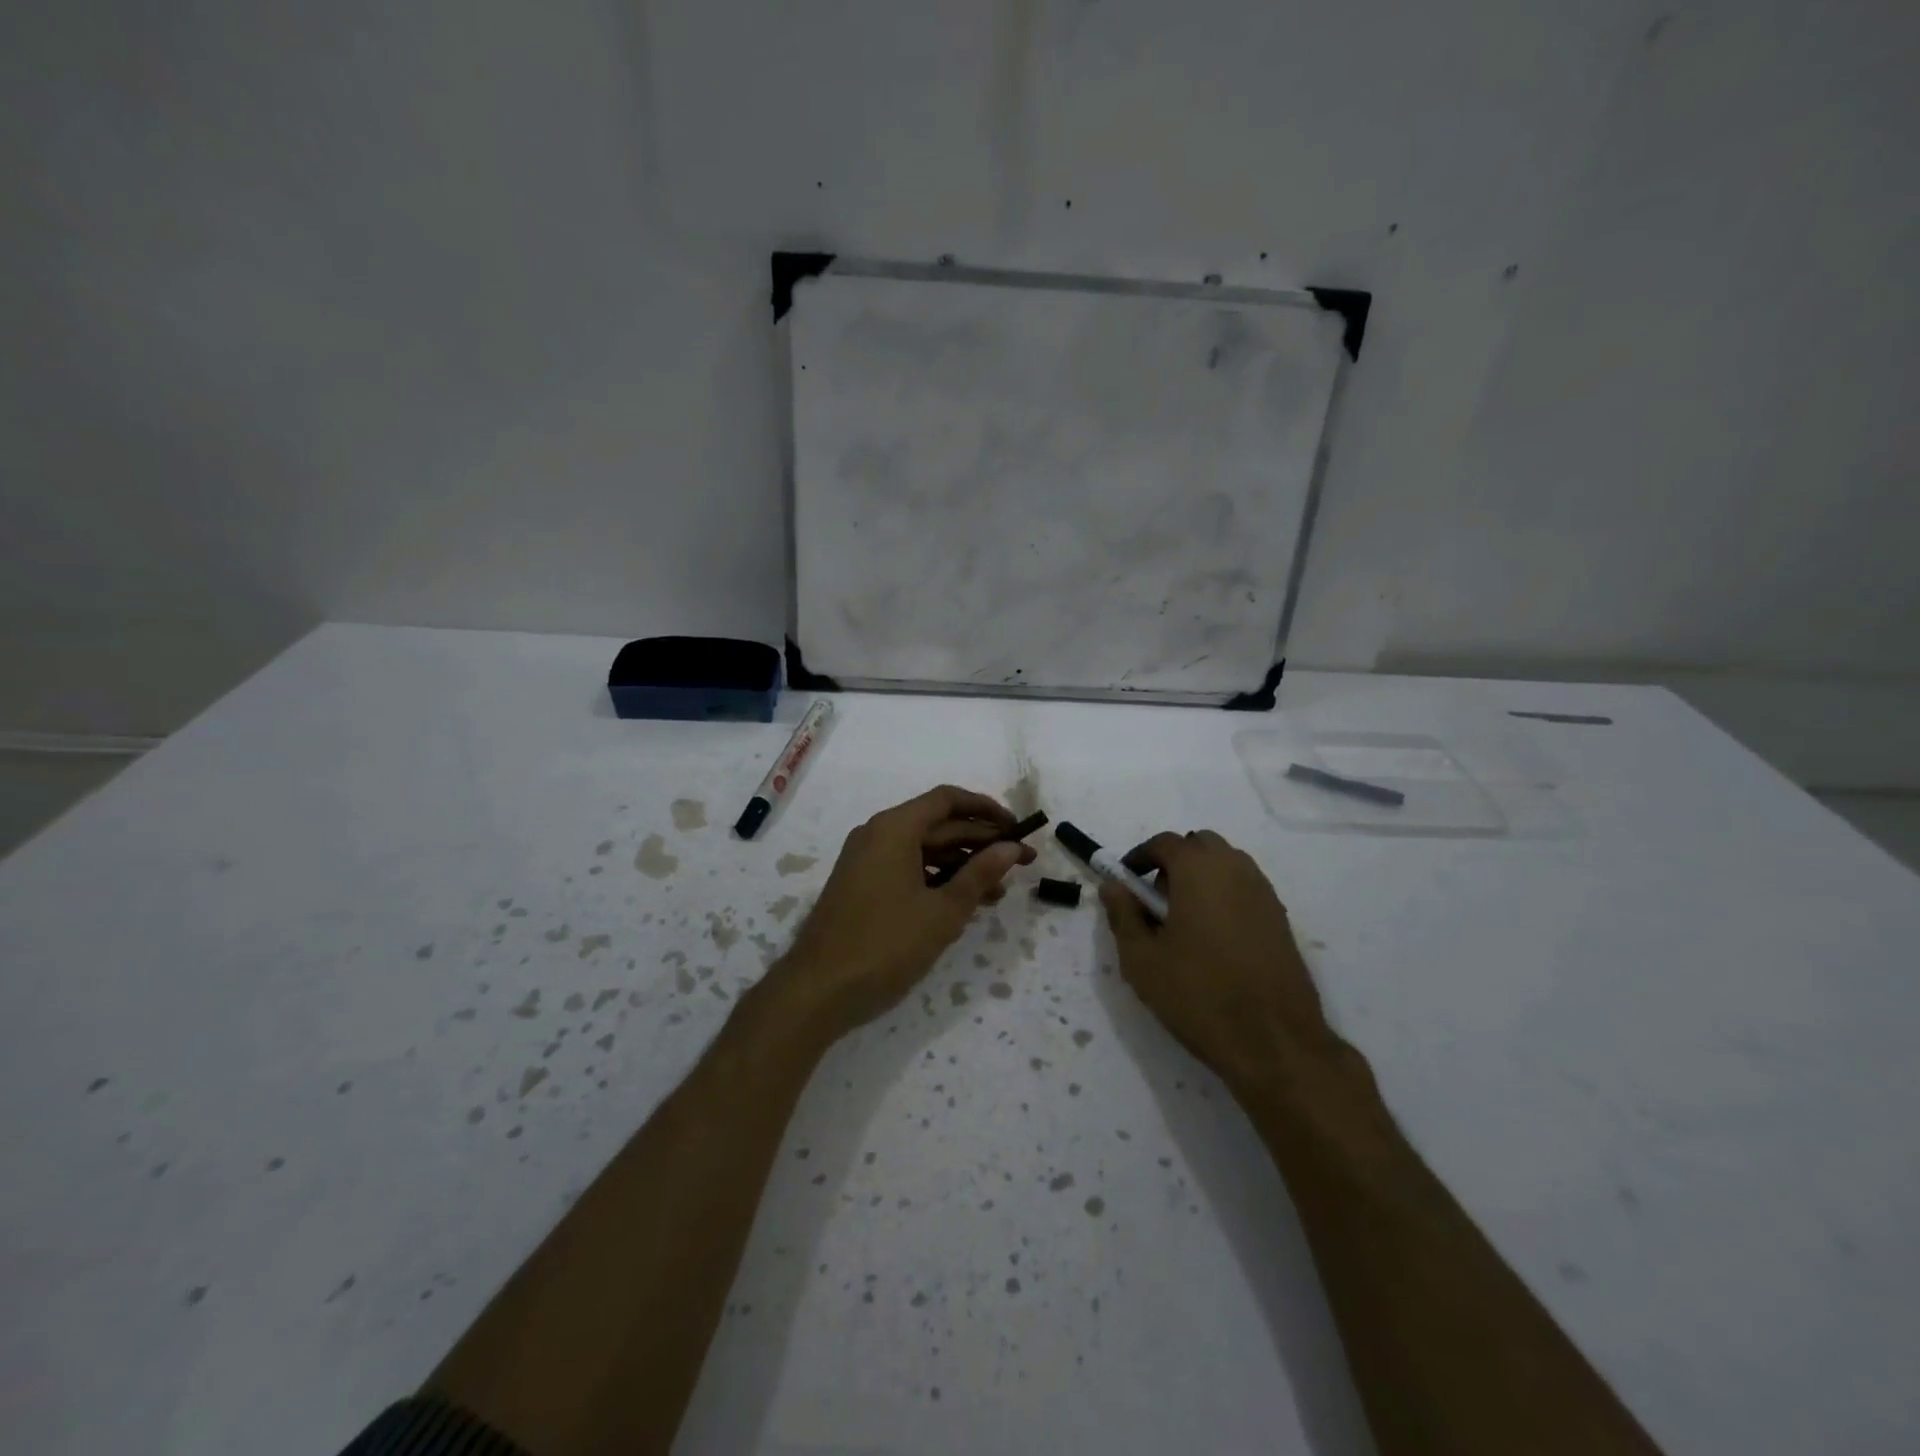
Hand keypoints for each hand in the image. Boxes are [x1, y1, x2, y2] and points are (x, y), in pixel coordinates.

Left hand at [771, 786, 1034, 1039]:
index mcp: (894, 828)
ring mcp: (866, 860)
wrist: (817, 990)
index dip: (987, 810)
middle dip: (981, 841)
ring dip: (962, 865)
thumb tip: (1011, 848)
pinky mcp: (862, 886)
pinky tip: (964, 904)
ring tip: (1000, 891)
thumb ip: (980, 875)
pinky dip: (937, 880)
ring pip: (924, 850)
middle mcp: (877, 834)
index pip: (948, 800)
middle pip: (938, 824)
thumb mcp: (943, 911)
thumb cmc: (885, 944)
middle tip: (1022, 862)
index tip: (1018, 829)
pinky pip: (908, 869)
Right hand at [1101, 830, 1334, 1089]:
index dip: (1140, 857)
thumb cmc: (1198, 994)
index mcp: (1198, 870)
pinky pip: (1246, 889)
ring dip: (1202, 877)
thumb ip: (1123, 915)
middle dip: (1174, 862)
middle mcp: (1235, 869)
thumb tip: (1113, 887)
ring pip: (1227, 865)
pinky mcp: (1281, 919)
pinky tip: (1214, 939)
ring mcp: (1264, 893)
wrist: (1274, 1041)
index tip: (1126, 882)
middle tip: (1156, 900)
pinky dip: (1225, 896)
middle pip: (1200, 845)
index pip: (1164, 843)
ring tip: (1184, 921)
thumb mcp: (1142, 960)